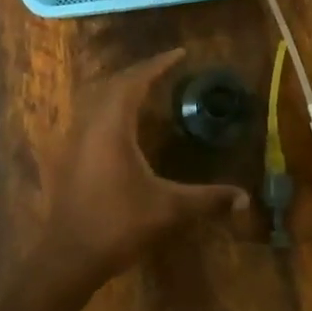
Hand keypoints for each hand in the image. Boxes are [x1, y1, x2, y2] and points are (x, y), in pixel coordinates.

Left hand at [37, 49, 246, 291]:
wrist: (69, 256)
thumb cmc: (118, 225)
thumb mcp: (168, 210)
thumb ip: (207, 199)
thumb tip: (245, 198)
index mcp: (112, 126)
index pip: (135, 81)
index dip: (157, 65)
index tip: (180, 53)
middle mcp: (89, 124)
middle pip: (113, 84)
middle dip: (139, 72)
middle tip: (165, 69)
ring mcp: (73, 140)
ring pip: (96, 98)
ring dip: (120, 88)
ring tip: (144, 88)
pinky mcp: (66, 156)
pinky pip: (88, 116)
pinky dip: (107, 107)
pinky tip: (120, 125)